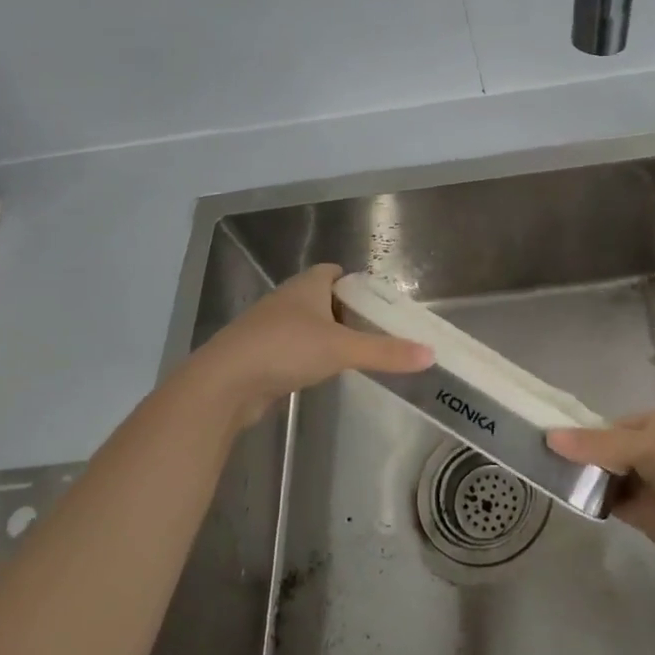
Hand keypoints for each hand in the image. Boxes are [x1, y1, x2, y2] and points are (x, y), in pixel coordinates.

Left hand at [180, 264, 431, 426]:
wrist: (224, 383)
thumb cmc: (285, 349)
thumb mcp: (342, 349)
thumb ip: (386, 352)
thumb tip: (431, 353)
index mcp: (306, 285)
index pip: (333, 272)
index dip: (355, 283)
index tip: (378, 303)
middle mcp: (287, 299)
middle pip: (322, 298)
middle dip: (346, 311)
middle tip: (374, 331)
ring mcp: (270, 327)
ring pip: (306, 324)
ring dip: (326, 335)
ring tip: (354, 353)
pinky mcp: (260, 354)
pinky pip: (292, 348)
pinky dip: (308, 355)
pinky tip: (320, 372)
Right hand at [547, 409, 654, 566]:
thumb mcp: (643, 445)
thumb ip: (596, 444)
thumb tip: (549, 436)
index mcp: (651, 424)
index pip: (605, 427)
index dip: (579, 435)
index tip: (545, 442)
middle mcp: (647, 450)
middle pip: (602, 452)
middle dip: (577, 458)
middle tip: (537, 463)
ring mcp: (645, 484)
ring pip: (604, 479)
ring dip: (583, 481)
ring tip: (543, 480)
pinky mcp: (644, 515)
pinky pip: (611, 504)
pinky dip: (593, 503)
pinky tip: (568, 501)